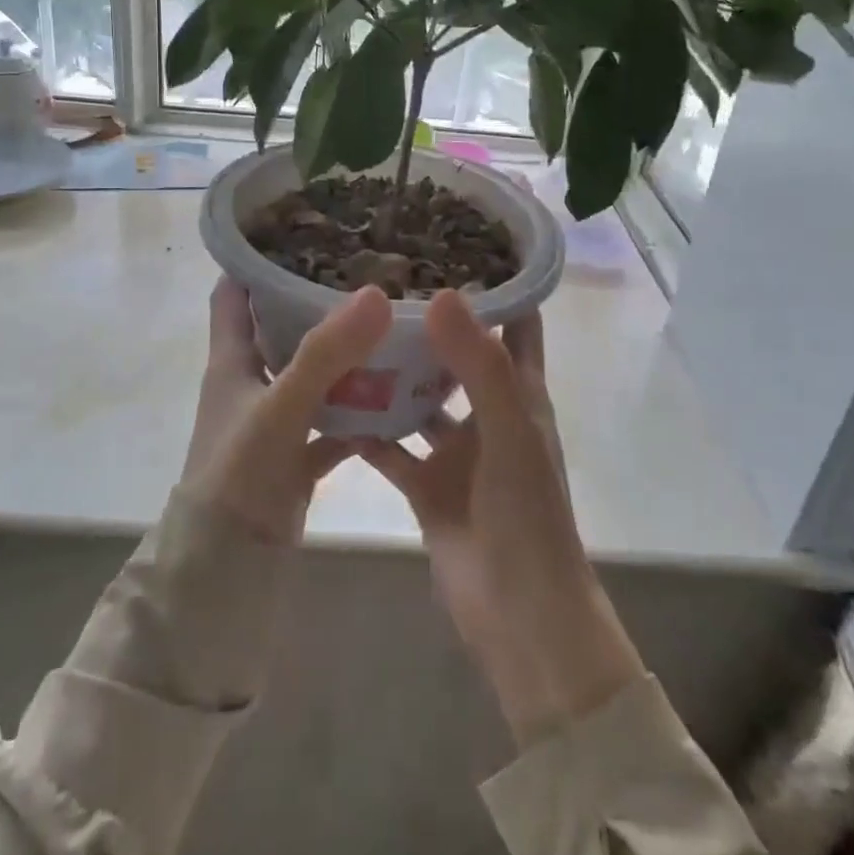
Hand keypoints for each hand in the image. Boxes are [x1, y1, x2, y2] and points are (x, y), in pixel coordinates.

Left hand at [181, 278, 391, 543]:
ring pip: (313, 373)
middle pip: (281, 327)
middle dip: (317, 300)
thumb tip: (376, 293)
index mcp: (232, 359)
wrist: (228, 569)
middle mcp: (251, 381)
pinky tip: (400, 397)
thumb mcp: (280, 407)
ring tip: (394, 323)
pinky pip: (334, 420)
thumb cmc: (238, 474)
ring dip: (345, 355)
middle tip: (370, 271)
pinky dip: (360, 410)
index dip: (257, 259)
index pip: (235, 292)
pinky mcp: (297, 453)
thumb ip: (325, 354)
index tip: (302, 231)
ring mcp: (275, 418)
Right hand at [360, 291, 645, 747]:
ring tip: (348, 329)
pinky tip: (328, 400)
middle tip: (381, 278)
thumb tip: (440, 293)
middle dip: (428, 320)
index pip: (516, 320)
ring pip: (420, 398)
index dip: (497, 281)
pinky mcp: (426, 483)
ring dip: (392, 372)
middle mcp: (487, 412)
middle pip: (458, 352)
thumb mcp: (508, 431)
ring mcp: (456, 450)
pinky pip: (390, 446)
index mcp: (519, 392)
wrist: (516, 614)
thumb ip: (478, 364)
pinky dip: (366, 428)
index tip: (455, 240)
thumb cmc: (525, 515)